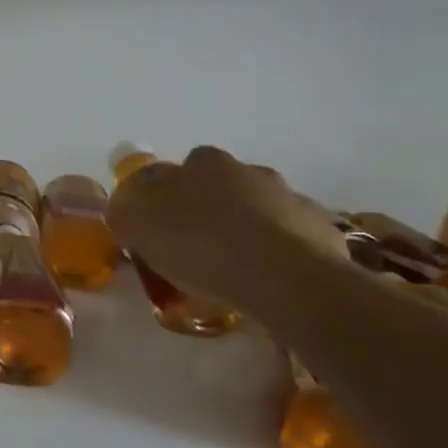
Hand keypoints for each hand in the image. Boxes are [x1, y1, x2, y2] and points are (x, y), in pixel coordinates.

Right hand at [107, 147, 346, 313]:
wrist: (285, 279)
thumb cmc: (201, 245)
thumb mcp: (137, 225)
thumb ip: (126, 210)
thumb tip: (128, 208)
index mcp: (203, 164)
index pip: (177, 170)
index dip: (167, 198)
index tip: (162, 229)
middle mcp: (249, 171)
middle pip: (221, 188)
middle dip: (209, 212)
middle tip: (196, 250)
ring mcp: (290, 199)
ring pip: (258, 212)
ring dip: (246, 231)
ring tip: (234, 273)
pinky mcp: (321, 232)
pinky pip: (291, 240)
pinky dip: (278, 255)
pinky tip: (268, 283)